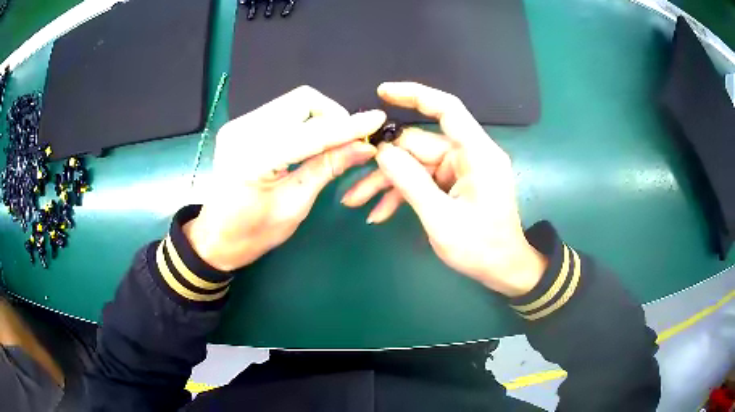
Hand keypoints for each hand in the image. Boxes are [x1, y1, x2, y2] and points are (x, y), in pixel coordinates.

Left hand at [185, 86, 385, 270]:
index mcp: (254, 158)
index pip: (312, 132)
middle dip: (332, 115)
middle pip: (302, 100)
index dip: (347, 126)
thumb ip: (327, 168)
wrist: (216, 237)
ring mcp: (239, 124)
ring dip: (319, 117)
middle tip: (349, 140)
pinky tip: (310, 142)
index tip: (377, 120)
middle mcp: (243, 130)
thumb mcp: (295, 206)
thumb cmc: (253, 234)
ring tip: (332, 143)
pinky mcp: (240, 125)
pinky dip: (303, 121)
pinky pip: (282, 111)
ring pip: (294, 102)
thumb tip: (365, 146)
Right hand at [342, 82, 545, 296]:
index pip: (447, 109)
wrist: (503, 269)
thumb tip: (382, 151)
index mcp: (476, 154)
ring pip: (415, 164)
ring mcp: (460, 169)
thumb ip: (411, 182)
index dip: (415, 94)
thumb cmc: (481, 248)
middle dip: (384, 164)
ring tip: (356, 201)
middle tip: (352, 182)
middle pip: (419, 145)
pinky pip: (423, 180)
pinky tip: (380, 212)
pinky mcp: (454, 183)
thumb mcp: (441, 219)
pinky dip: (402, 193)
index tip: (383, 92)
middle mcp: (468, 155)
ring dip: (387, 182)